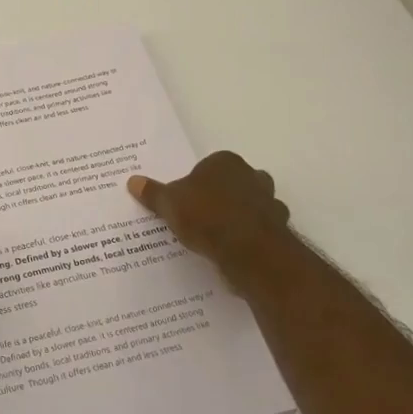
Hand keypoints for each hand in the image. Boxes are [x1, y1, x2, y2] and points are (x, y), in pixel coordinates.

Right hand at [127, 151, 295, 292]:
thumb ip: (153, 193)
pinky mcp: (280, 230)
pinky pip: (261, 231)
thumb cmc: (206, 216)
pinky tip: (235, 251)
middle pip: (235, 183)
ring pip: (253, 206)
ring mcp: (270, 203)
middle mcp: (252, 176)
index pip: (210, 166)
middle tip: (202, 216)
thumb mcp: (169, 203)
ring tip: (218, 236)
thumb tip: (132, 181)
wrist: (249, 251)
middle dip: (223, 196)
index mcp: (226, 162)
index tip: (187, 200)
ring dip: (241, 217)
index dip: (198, 182)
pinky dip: (251, 238)